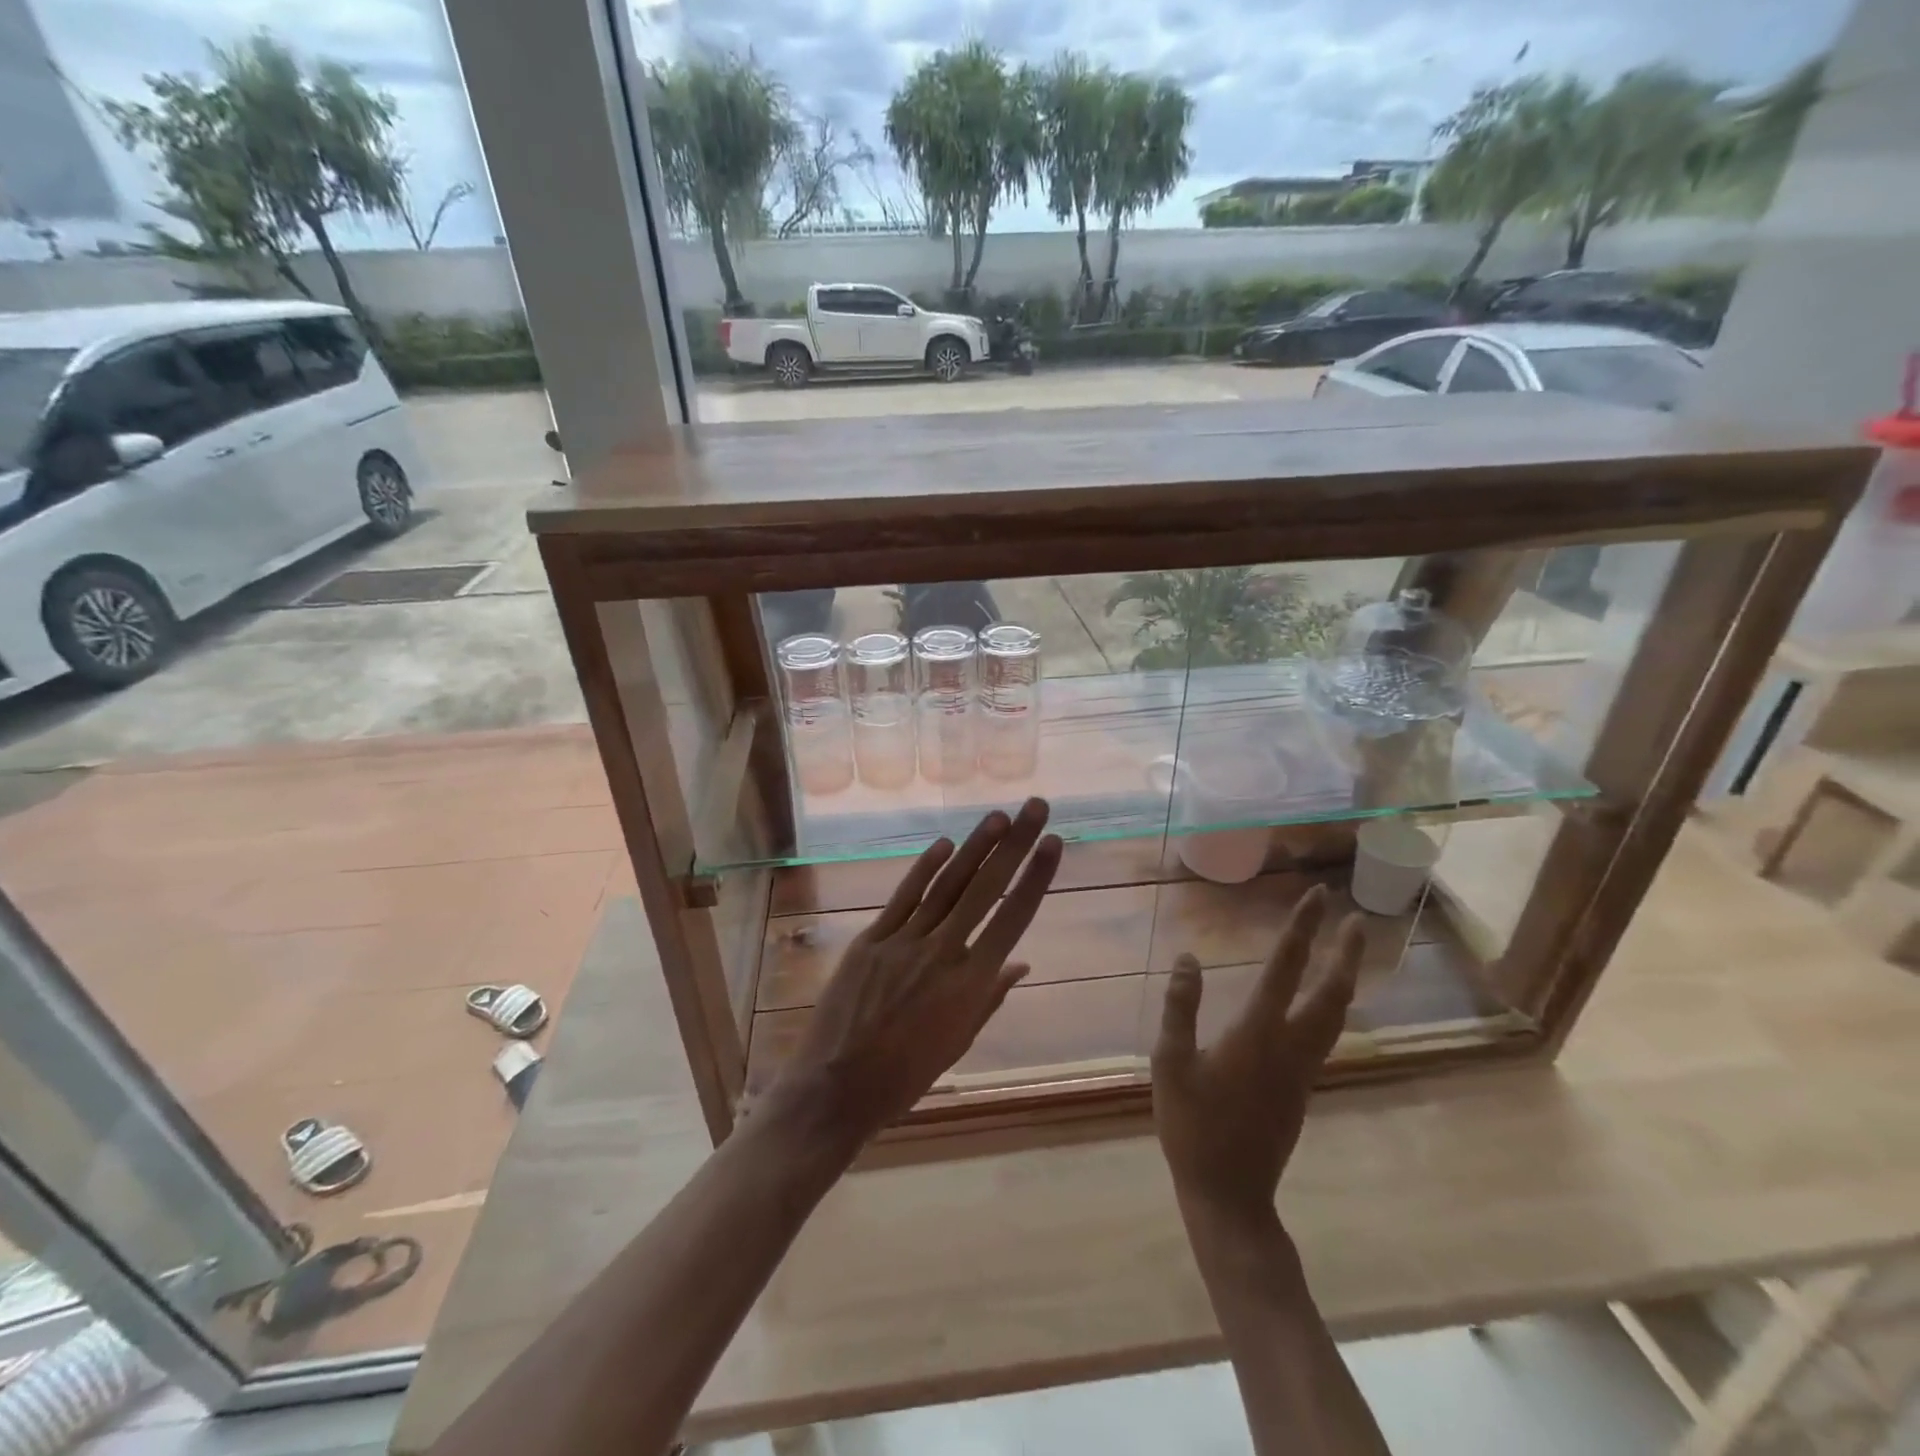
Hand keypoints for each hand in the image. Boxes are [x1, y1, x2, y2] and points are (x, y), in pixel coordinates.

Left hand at [770, 799, 1062, 1147]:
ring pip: (947, 885)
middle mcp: (943, 953)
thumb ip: (990, 996)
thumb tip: (1020, 962)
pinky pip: (904, 897)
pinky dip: (925, 869)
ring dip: (975, 847)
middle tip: (1035, 807)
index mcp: (971, 985)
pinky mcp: (871, 939)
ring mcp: (904, 942)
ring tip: (998, 816)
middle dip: (1014, 845)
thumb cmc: (906, 1075)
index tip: (1053, 843)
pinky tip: (944, 844)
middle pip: (985, 889)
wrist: (837, 1088)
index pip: (1013, 920)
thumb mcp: (959, 1041)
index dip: (1035, 878)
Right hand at [1151, 885, 1363, 1226]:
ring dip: (1345, 979)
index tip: (1316, 896)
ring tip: (1349, 953)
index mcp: (1256, 1034)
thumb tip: (1188, 958)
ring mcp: (1302, 1070)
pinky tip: (1323, 1003)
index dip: (1301, 930)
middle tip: (1356, 920)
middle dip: (1345, 954)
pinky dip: (1332, 1006)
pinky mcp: (1302, 1088)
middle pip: (1330, 993)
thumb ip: (1180, 1008)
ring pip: (1336, 1017)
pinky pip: (1326, 1035)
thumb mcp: (1170, 1063)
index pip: (1284, 969)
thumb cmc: (1192, 1126)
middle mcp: (1290, 1046)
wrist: (1229, 1194)